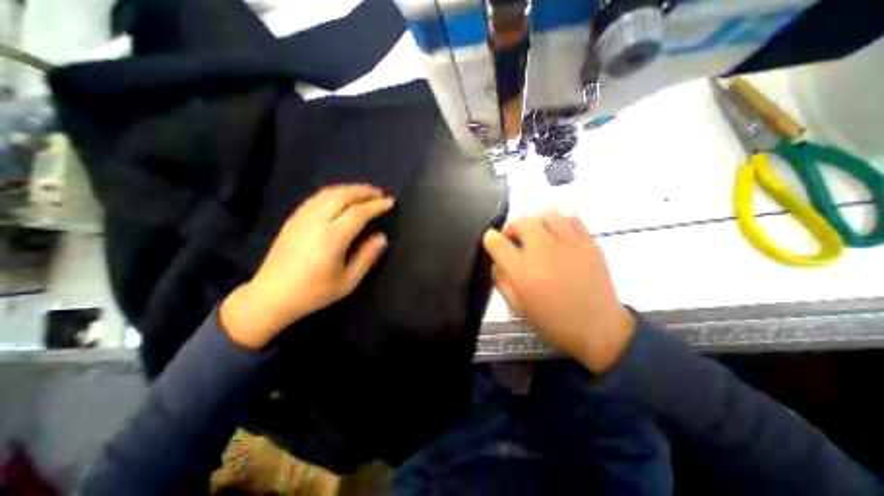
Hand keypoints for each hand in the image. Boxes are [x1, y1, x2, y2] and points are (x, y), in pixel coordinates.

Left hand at [221, 184, 392, 349]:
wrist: (271, 296)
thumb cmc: (314, 292)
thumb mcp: (348, 281)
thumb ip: (367, 256)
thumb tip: (382, 237)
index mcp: (332, 237)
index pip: (359, 212)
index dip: (377, 205)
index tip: (391, 202)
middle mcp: (317, 221)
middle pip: (344, 195)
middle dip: (365, 191)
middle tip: (381, 194)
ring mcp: (302, 217)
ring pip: (329, 192)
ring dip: (351, 189)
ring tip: (365, 192)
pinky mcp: (294, 218)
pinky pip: (318, 197)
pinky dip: (335, 192)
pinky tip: (342, 198)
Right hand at [483, 212, 635, 374]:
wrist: (598, 329)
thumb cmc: (552, 321)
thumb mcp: (516, 306)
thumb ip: (501, 279)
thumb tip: (497, 259)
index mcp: (523, 271)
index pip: (497, 242)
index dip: (490, 239)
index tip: (492, 242)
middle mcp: (544, 251)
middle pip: (521, 221)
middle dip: (511, 227)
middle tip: (514, 240)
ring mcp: (569, 244)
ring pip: (546, 214)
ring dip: (534, 221)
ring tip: (535, 234)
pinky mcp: (589, 242)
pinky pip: (570, 217)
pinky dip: (558, 220)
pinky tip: (556, 233)